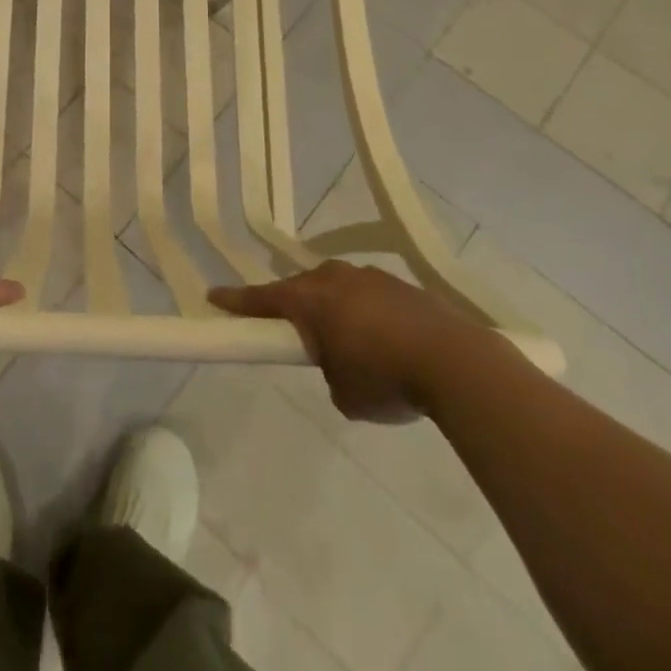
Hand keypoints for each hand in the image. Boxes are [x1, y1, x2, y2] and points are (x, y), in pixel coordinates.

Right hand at [210, 261, 484, 422]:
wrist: (457, 363)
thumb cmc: (385, 378)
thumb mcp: (343, 393)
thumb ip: (329, 372)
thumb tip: (341, 363)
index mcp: (309, 299)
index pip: (261, 299)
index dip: (236, 301)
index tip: (213, 297)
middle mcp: (334, 278)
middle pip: (302, 289)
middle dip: (297, 309)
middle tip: (301, 337)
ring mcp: (371, 277)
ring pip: (340, 291)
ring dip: (339, 312)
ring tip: (356, 348)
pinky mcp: (404, 286)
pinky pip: (372, 298)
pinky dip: (371, 317)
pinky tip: (390, 344)